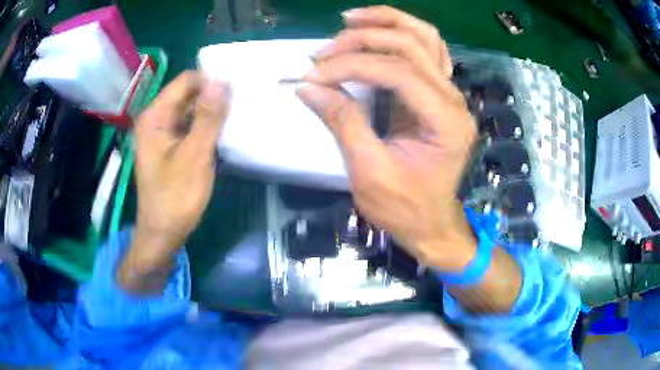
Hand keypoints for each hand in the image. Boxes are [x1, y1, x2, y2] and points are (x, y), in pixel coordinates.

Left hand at [125, 71, 229, 274]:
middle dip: (212, 96)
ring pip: (189, 111)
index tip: (236, 89)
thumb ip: (208, 117)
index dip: (210, 81)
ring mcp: (161, 134)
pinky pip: (188, 127)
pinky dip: (205, 126)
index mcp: (155, 116)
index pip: (185, 81)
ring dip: (211, 112)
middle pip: (187, 94)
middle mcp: (155, 119)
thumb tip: (222, 82)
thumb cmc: (175, 197)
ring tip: (237, 114)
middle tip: (242, 101)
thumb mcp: (195, 155)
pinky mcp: (169, 147)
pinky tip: (223, 131)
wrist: (163, 233)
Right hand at [298, 6, 477, 270]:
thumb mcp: (369, 172)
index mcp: (445, 122)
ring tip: (350, 19)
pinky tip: (378, 29)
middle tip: (323, 50)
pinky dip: (403, 34)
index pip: (397, 72)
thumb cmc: (405, 208)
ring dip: (387, 21)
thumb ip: (343, 122)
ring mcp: (451, 94)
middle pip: (411, 45)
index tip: (314, 74)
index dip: (351, 66)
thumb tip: (309, 86)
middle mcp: (454, 100)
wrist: (432, 223)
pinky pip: (428, 51)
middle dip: (363, 40)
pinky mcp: (440, 95)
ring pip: (425, 38)